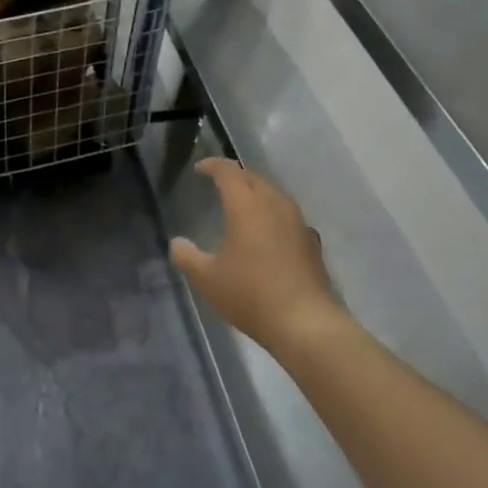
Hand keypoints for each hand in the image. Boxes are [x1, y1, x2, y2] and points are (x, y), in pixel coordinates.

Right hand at [170, 158, 339, 352]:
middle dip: (235, 176)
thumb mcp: (208, 279)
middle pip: (254, 177)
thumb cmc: (251, 295)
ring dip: (256, 192)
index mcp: (246, 206)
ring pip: (274, 193)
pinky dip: (272, 213)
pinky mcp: (311, 240)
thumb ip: (187, 257)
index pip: (228, 171)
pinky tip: (268, 231)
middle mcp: (274, 204)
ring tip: (242, 205)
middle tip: (219, 184)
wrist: (305, 322)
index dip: (212, 165)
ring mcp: (297, 221)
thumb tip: (177, 243)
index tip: (199, 169)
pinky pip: (288, 214)